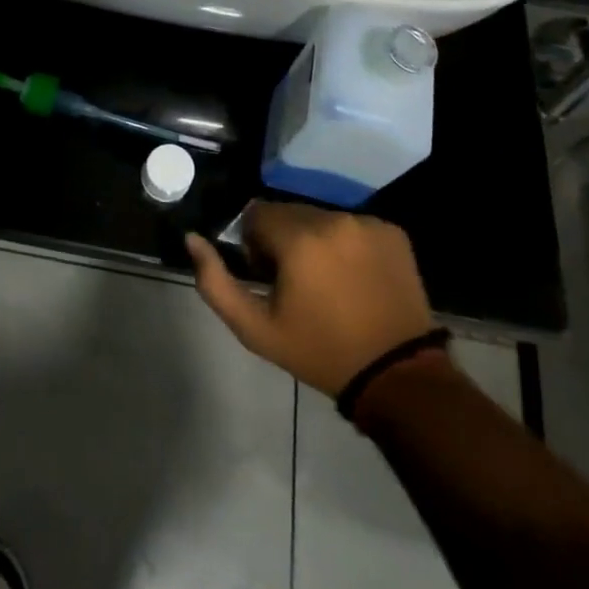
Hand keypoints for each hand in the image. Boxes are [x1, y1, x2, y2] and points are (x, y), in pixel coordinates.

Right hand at [186, 203, 440, 395]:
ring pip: (321, 217)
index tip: (270, 277)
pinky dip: (348, 243)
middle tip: (298, 282)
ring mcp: (366, 223)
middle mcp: (332, 219)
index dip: (256, 245)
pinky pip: (354, 225)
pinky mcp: (392, 231)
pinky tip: (356, 277)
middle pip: (289, 212)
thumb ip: (214, 282)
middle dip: (285, 240)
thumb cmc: (319, 352)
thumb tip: (192, 239)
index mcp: (298, 238)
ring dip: (316, 240)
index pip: (257, 215)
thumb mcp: (256, 329)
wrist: (396, 376)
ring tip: (328, 281)